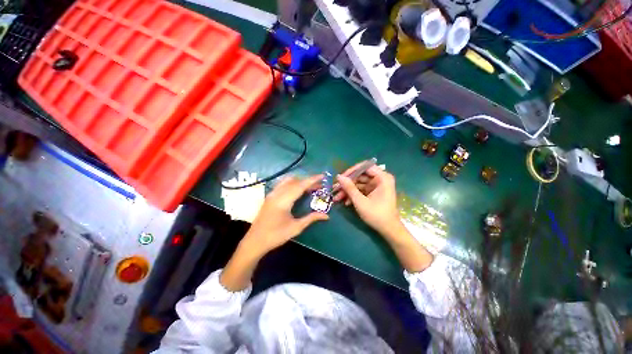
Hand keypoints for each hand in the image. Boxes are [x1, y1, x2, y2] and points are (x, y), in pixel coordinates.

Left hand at [242, 175, 329, 256]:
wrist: (255, 241)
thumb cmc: (276, 236)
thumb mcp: (296, 228)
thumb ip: (311, 218)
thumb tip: (326, 216)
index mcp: (283, 201)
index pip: (300, 185)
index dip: (312, 179)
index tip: (322, 176)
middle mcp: (277, 194)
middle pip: (295, 181)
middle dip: (308, 181)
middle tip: (319, 185)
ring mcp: (272, 194)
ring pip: (288, 181)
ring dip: (300, 181)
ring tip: (310, 187)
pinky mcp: (269, 196)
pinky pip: (282, 184)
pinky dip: (292, 183)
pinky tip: (297, 190)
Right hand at [335, 164, 400, 236]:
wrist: (388, 230)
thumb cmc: (376, 214)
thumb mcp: (360, 201)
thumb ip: (349, 188)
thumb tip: (338, 176)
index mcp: (382, 178)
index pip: (365, 167)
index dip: (352, 171)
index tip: (341, 177)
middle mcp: (380, 179)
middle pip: (360, 175)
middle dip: (347, 183)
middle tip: (336, 189)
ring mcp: (377, 186)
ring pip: (359, 183)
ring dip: (348, 190)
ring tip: (337, 198)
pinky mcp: (373, 192)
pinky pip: (361, 189)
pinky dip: (353, 195)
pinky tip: (346, 202)